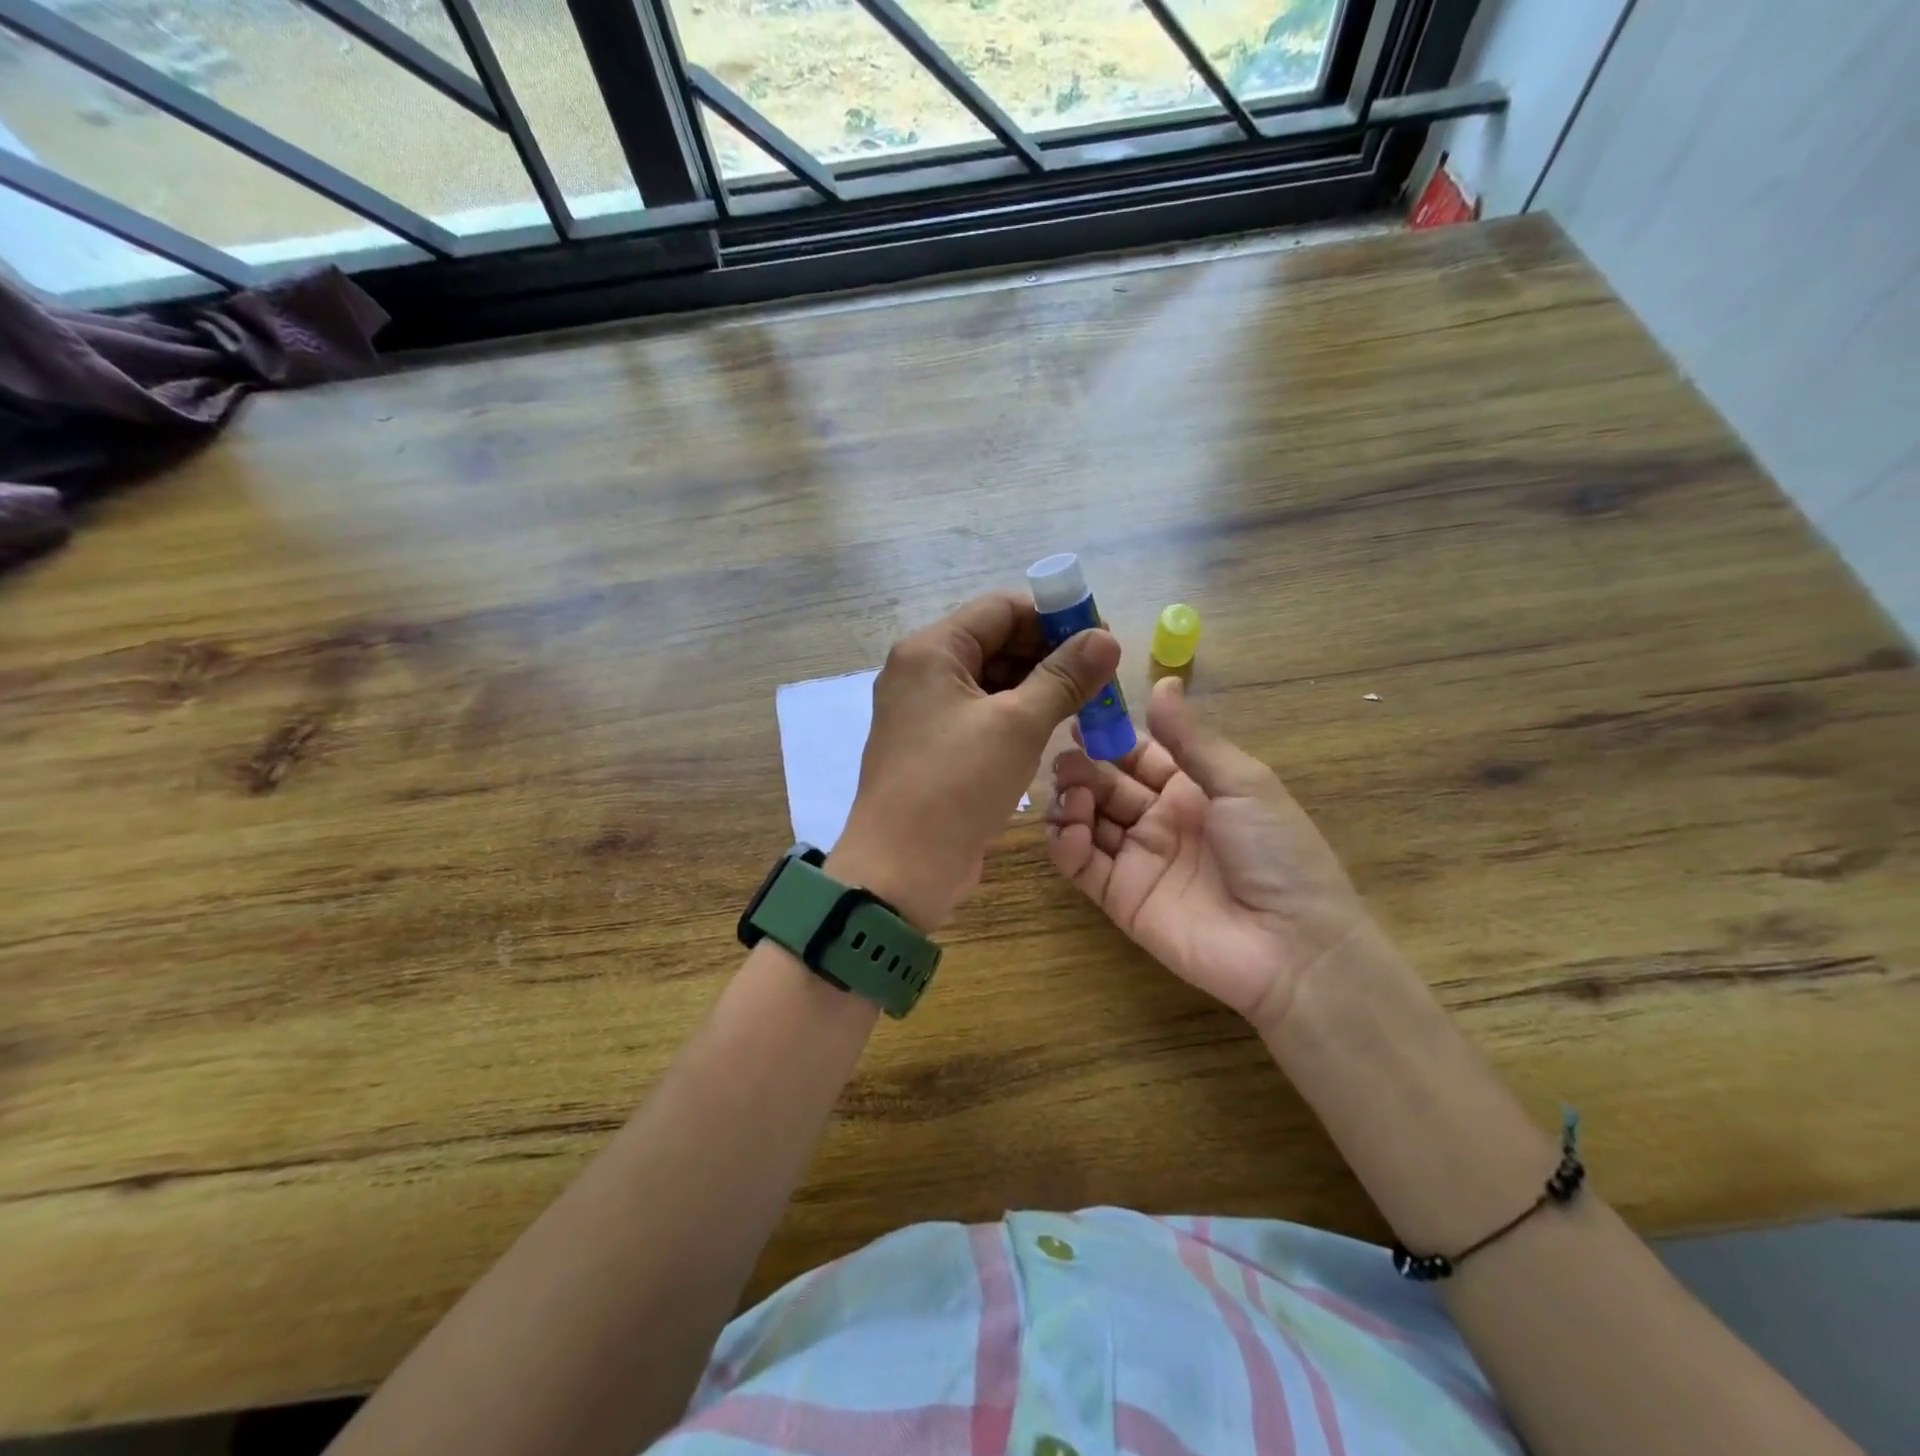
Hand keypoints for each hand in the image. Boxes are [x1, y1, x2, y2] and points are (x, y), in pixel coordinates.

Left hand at [830, 591, 1121, 931]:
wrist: (900, 868)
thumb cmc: (956, 785)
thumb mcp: (1017, 725)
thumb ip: (1064, 677)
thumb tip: (1106, 639)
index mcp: (931, 650)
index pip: (1001, 609)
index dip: (1054, 617)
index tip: (1100, 638)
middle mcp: (922, 671)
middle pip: (996, 641)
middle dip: (1050, 654)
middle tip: (1102, 674)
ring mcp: (925, 710)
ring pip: (992, 680)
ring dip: (1038, 686)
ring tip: (1088, 701)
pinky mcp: (935, 745)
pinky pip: (982, 714)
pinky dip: (1018, 715)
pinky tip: (1054, 726)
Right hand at [1045, 675, 1380, 1033]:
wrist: (1294, 946)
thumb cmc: (1276, 853)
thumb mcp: (1242, 784)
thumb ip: (1192, 739)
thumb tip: (1165, 680)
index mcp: (1191, 789)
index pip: (1137, 754)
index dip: (1108, 737)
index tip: (1077, 717)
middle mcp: (1159, 820)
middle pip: (1106, 785)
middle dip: (1082, 768)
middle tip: (1065, 761)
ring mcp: (1138, 860)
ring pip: (1088, 821)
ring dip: (1071, 802)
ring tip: (1070, 794)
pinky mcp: (1119, 897)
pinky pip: (1082, 866)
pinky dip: (1067, 846)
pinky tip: (1070, 831)